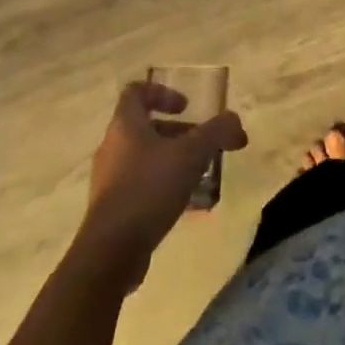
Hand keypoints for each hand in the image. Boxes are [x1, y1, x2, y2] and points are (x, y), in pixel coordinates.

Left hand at [77, 82, 246, 288]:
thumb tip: (235, 121)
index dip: (162, 93)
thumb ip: (216, 132)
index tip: (186, 107)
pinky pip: (139, 187)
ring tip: (198, 176)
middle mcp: (112, 147)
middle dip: (177, 134)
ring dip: (171, 161)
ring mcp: (108, 181)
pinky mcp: (110, 211)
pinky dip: (161, 188)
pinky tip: (183, 204)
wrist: (110, 253)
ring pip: (144, 159)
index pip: (136, 92)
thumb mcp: (191, 154)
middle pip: (145, 128)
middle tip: (202, 146)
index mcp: (124, 125)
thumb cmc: (149, 188)